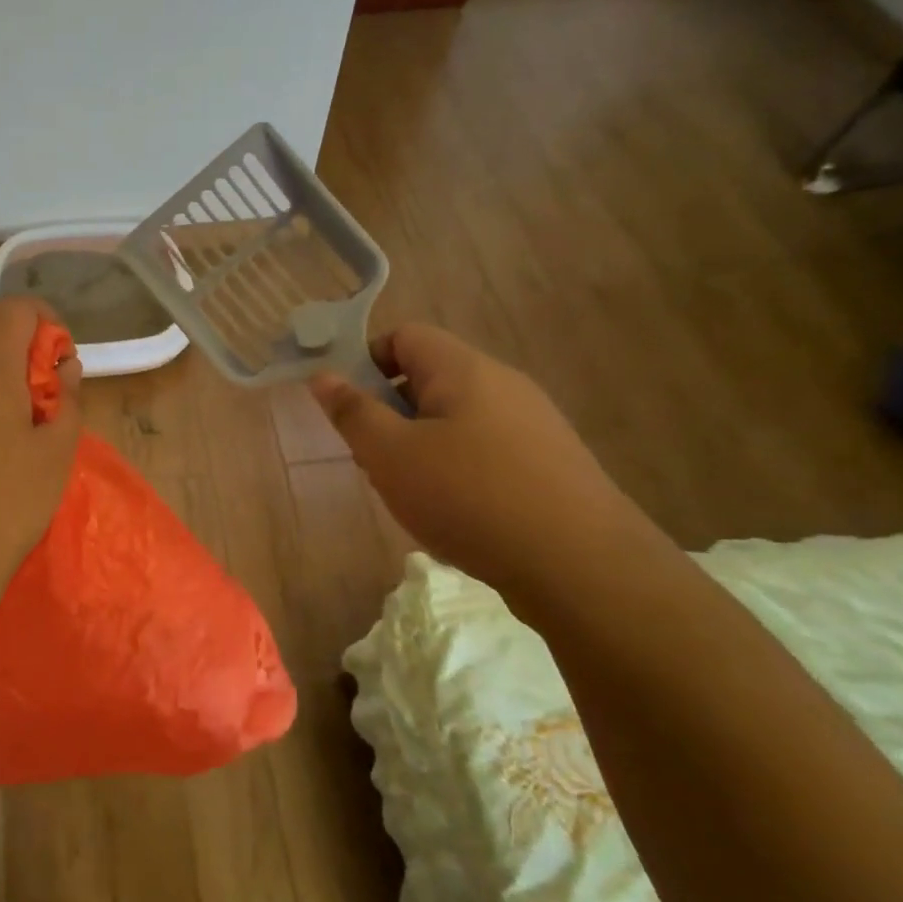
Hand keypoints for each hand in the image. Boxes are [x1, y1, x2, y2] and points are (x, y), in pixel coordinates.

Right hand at [310, 324, 658, 598]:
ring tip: (413, 493)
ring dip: (420, 446)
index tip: (349, 408)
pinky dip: (457, 469)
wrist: (579, 565)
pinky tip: (455, 513)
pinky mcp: (548, 462)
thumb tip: (323, 375)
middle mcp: (503, 384)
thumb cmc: (469, 497)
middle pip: (428, 378)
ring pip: (454, 418)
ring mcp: (532, 423)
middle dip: (390, 413)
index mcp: (464, 369)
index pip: (405, 336)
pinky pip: (484, 448)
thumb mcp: (391, 455)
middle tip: (375, 460)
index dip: (367, 362)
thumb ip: (353, 412)